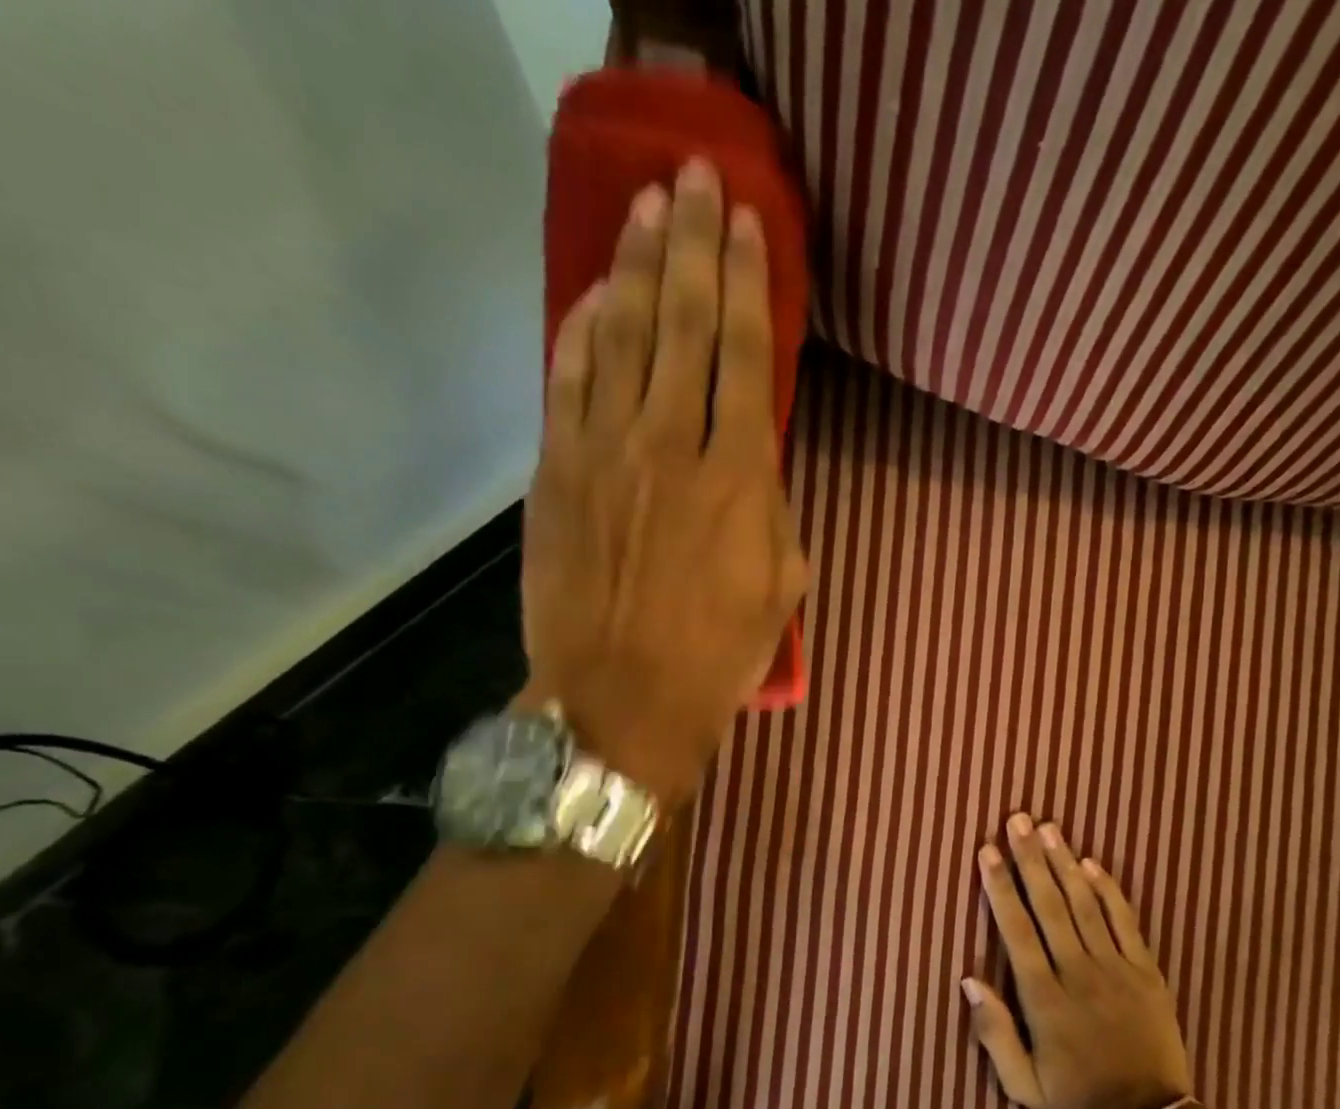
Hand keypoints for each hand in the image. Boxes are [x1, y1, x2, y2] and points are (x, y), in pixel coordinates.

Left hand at [522, 158, 808, 803]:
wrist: (622, 700)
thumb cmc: (717, 656)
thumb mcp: (782, 586)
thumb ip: (773, 507)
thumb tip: (755, 458)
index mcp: (739, 478)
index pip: (745, 355)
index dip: (747, 282)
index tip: (746, 223)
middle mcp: (671, 445)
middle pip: (684, 324)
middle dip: (694, 246)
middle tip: (696, 177)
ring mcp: (605, 451)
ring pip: (624, 336)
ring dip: (639, 266)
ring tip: (650, 209)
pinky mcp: (557, 470)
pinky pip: (569, 379)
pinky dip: (583, 328)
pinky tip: (598, 293)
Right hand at [964, 813, 1195, 1108]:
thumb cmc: (1078, 1102)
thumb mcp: (1022, 1085)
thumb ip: (993, 1033)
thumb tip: (968, 980)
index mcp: (1044, 998)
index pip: (1016, 930)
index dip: (999, 887)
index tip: (986, 851)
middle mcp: (1078, 972)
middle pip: (1049, 905)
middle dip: (1030, 859)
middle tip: (1017, 820)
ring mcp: (1116, 968)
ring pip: (1084, 905)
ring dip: (1064, 863)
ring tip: (1048, 828)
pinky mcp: (1147, 971)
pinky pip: (1126, 922)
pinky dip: (1108, 890)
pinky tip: (1091, 864)